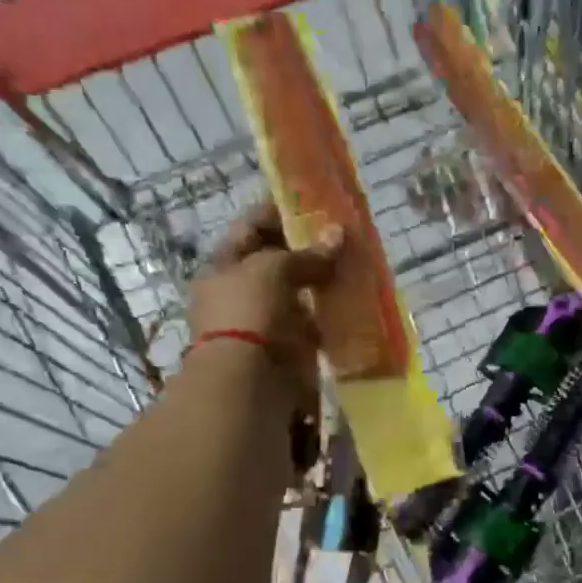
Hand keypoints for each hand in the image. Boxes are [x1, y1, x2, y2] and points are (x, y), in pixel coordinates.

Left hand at [187, 201, 341, 397]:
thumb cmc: (249, 313)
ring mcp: (266, 321)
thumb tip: (339, 233)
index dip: (279, 211)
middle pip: (278, 260)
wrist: (249, 382)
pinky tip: (354, 301)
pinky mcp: (289, 347)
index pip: (252, 228)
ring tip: (356, 264)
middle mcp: (242, 291)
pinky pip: (314, 322)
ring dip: (324, 280)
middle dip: (309, 248)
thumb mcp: (273, 270)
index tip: (312, 200)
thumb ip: (307, 253)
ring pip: (300, 291)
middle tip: (344, 234)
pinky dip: (331, 313)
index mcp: (225, 265)